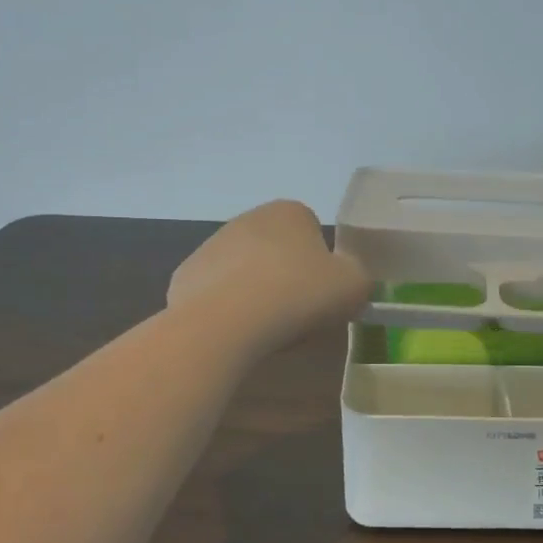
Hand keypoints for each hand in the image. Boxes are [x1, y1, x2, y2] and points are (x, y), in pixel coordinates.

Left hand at [169, 200, 370, 350]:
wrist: (226, 323)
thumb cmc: (298, 294)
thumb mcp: (354, 285)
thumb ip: (357, 276)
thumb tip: (346, 280)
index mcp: (289, 212)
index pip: (313, 231)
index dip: (322, 264)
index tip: (323, 293)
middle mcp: (248, 218)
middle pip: (278, 250)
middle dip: (287, 276)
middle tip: (299, 313)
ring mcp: (211, 246)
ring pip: (246, 271)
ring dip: (256, 292)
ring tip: (266, 328)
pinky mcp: (185, 276)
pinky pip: (217, 293)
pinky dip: (227, 309)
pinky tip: (236, 331)